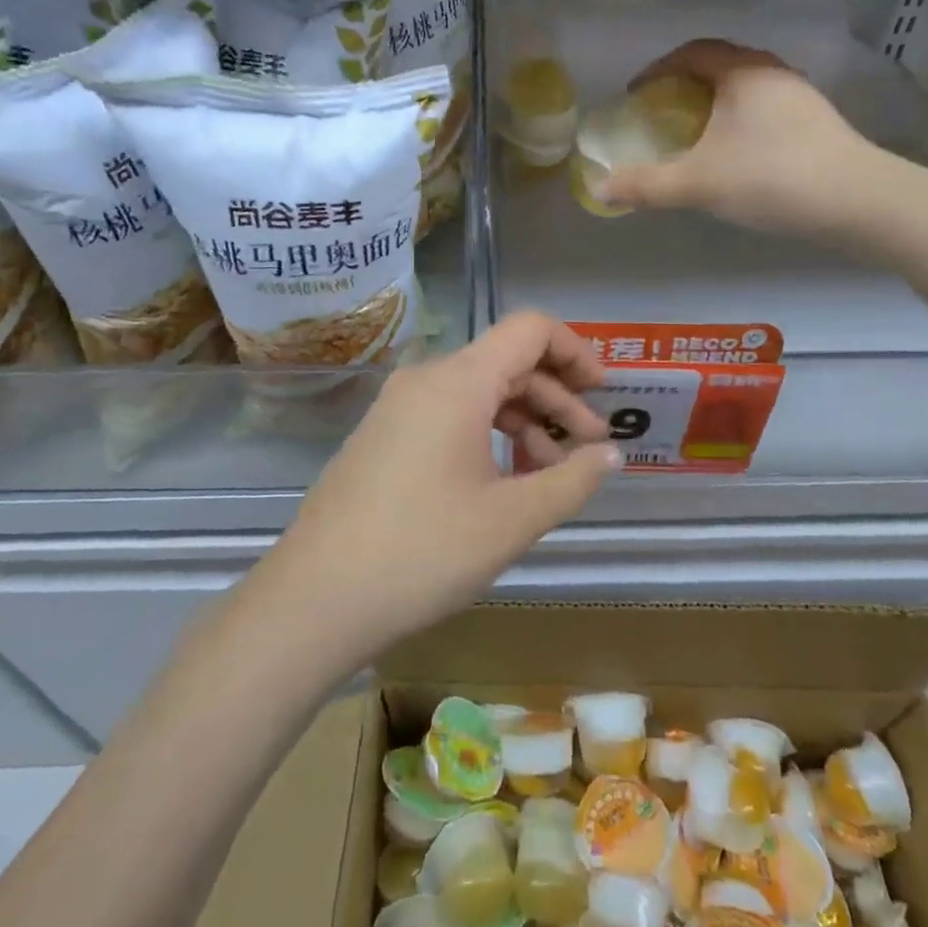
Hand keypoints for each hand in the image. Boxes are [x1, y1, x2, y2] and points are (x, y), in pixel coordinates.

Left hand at [258, 312, 620, 663]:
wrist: (315, 597)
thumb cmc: (423, 551)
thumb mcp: (512, 519)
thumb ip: (571, 479)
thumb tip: (612, 455)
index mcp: (458, 381)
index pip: (529, 329)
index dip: (575, 350)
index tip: (602, 394)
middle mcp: (426, 379)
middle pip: (506, 362)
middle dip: (556, 399)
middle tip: (589, 448)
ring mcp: (398, 407)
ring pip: (478, 393)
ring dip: (523, 422)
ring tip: (548, 476)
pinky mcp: (383, 436)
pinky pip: (448, 416)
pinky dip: (487, 436)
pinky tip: (502, 485)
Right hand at [594, 38, 887, 237]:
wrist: (859, 201)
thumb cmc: (771, 178)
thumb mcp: (698, 184)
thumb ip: (646, 186)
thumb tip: (598, 190)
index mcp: (742, 72)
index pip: (692, 53)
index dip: (658, 69)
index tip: (636, 94)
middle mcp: (772, 72)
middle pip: (719, 64)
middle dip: (684, 83)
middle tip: (660, 111)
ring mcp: (800, 96)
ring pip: (745, 86)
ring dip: (714, 101)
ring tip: (694, 131)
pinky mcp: (816, 121)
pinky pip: (764, 107)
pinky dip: (738, 118)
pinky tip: (734, 151)